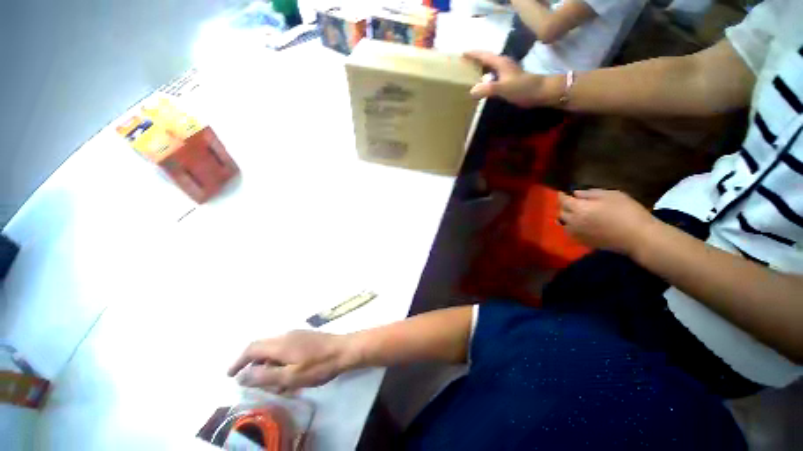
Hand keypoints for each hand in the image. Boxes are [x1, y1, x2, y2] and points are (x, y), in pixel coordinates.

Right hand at [227, 330, 357, 391]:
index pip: (252, 348)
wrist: (344, 350)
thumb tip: (242, 376)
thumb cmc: (318, 365)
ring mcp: (298, 334)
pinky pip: (286, 348)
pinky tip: (287, 373)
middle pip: (263, 347)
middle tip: (251, 382)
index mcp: (280, 343)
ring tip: (272, 382)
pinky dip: (280, 361)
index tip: (230, 375)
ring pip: (275, 349)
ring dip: (268, 364)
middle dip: (253, 364)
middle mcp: (287, 335)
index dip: (238, 360)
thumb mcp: (290, 377)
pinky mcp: (306, 338)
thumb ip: (265, 377)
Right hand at [463, 51, 562, 106]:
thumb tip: (472, 91)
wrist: (540, 92)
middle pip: (486, 59)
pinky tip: (482, 84)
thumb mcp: (503, 88)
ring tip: (469, 73)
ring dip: (480, 68)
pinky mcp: (508, 80)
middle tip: (463, 64)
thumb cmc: (522, 88)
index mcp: (500, 63)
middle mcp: (503, 65)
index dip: (473, 54)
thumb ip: (488, 89)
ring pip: (489, 67)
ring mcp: (506, 72)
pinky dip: (485, 77)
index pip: (484, 55)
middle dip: (475, 60)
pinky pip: (493, 76)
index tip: (462, 53)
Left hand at [558, 189, 659, 255]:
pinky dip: (571, 227)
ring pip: (564, 224)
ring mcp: (577, 233)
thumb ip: (590, 193)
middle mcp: (573, 222)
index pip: (563, 201)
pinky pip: (571, 233)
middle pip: (561, 212)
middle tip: (571, 202)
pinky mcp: (583, 242)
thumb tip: (576, 193)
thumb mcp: (611, 195)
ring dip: (567, 218)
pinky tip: (579, 224)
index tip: (563, 192)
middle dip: (564, 206)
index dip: (562, 195)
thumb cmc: (627, 212)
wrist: (639, 237)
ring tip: (574, 213)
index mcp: (579, 209)